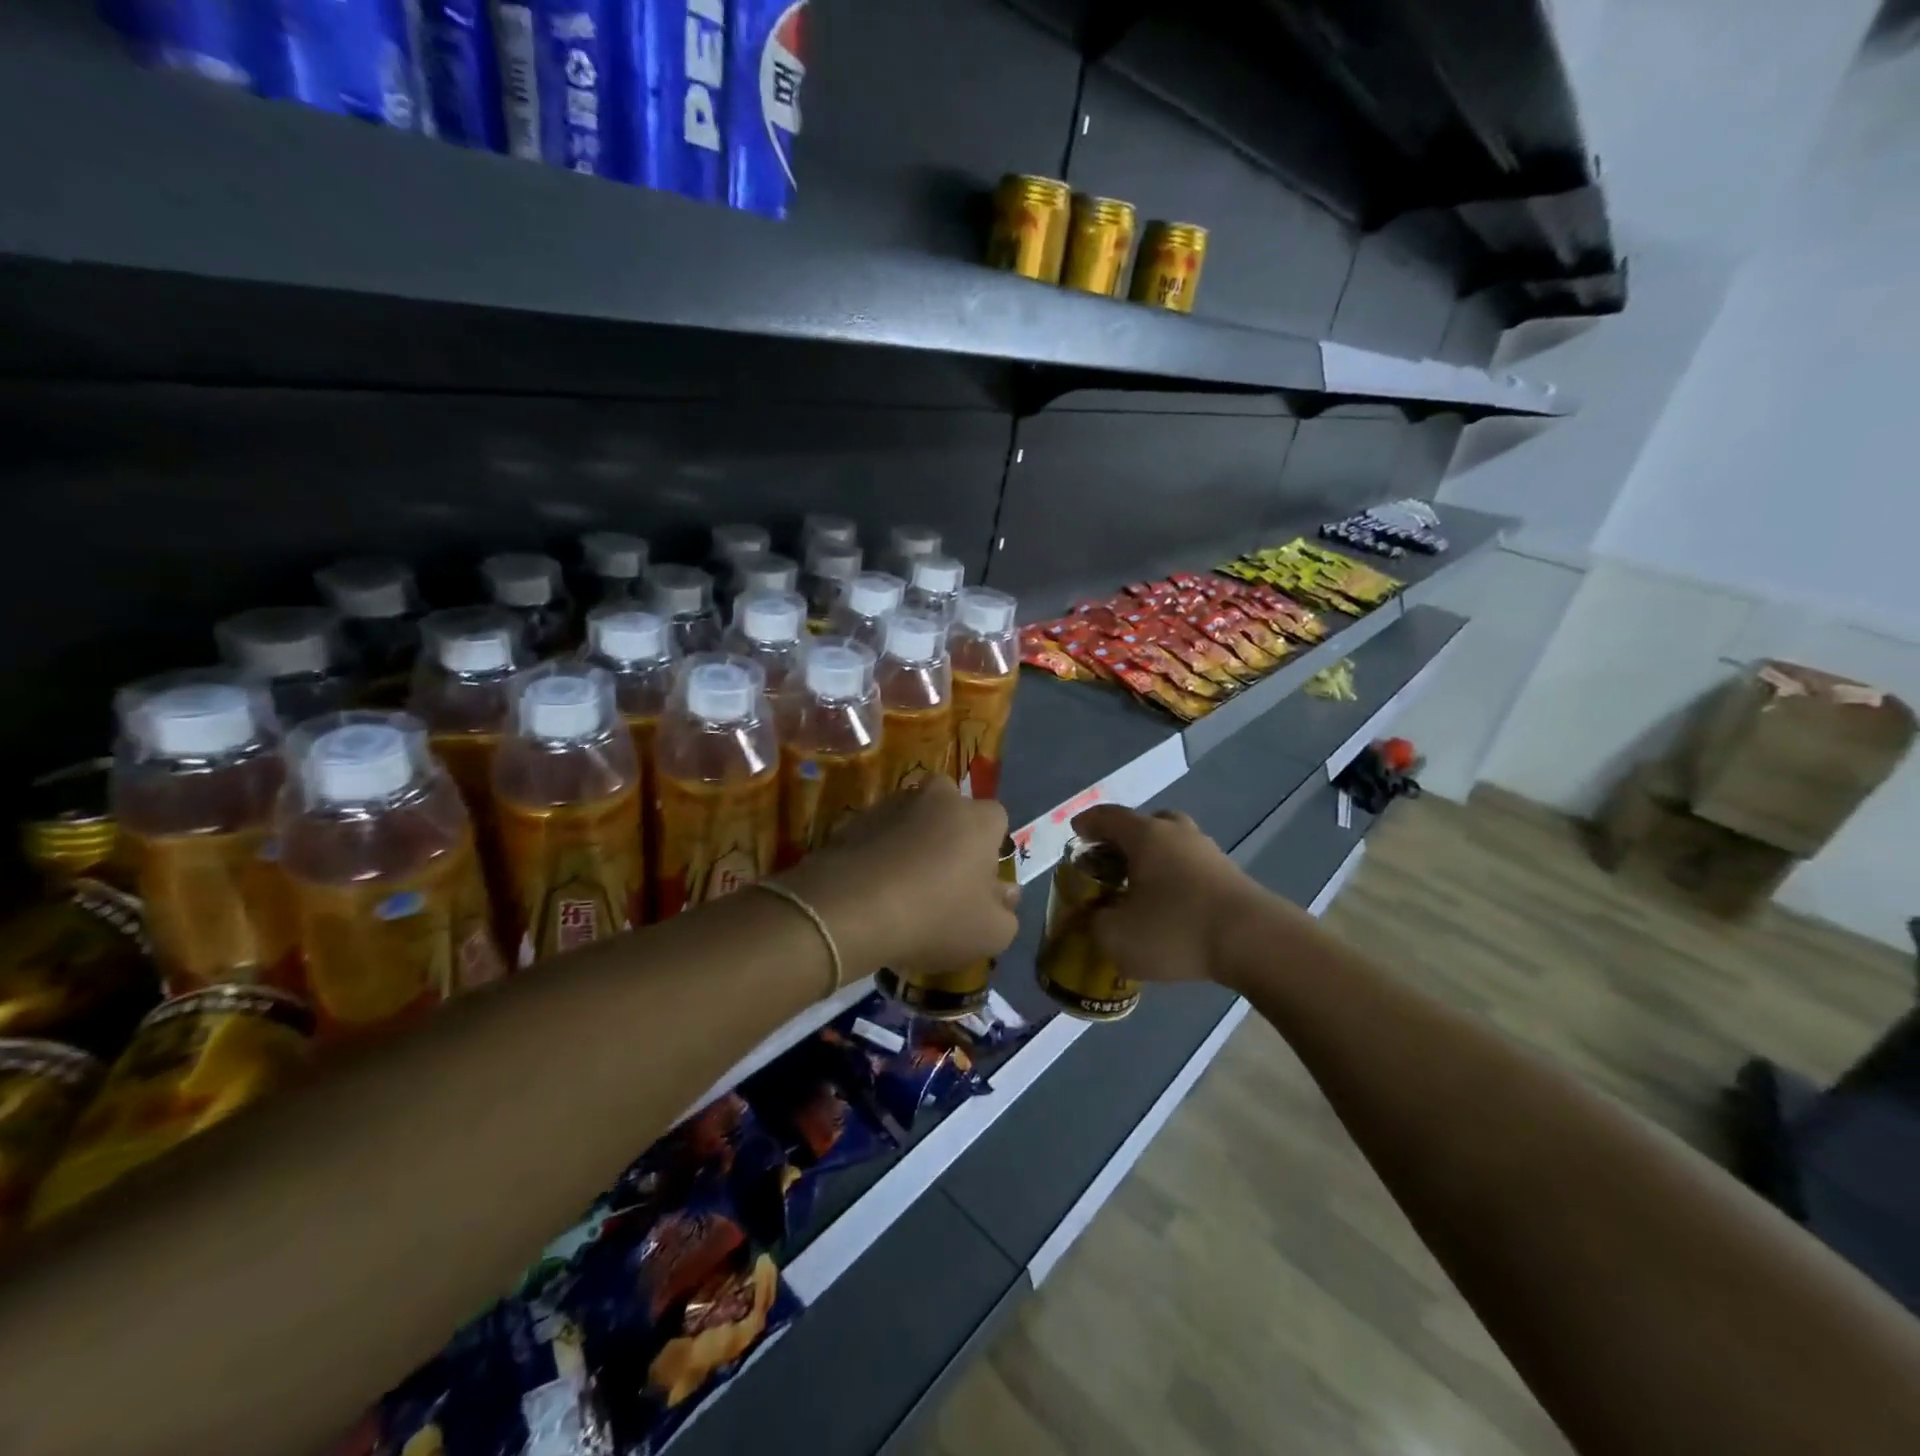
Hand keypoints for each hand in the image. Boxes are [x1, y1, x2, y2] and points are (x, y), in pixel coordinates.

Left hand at [779, 776, 1018, 976]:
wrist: (854, 909)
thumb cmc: (937, 917)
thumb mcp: (991, 933)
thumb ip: (1007, 911)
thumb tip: (1007, 893)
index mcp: (977, 819)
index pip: (997, 818)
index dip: (990, 847)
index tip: (979, 879)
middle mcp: (938, 798)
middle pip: (951, 807)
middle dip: (949, 832)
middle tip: (942, 875)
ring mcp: (892, 805)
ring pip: (912, 817)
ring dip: (912, 840)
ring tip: (902, 885)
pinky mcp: (855, 820)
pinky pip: (878, 833)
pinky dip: (879, 852)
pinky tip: (874, 887)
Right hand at [1069, 805, 1289, 984]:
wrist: (1255, 942)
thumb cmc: (1176, 930)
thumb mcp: (1117, 937)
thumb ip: (1096, 924)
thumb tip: (1097, 917)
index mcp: (1145, 836)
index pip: (1108, 817)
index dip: (1088, 823)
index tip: (1076, 832)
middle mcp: (1177, 834)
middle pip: (1146, 823)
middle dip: (1124, 838)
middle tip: (1110, 860)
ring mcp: (1208, 852)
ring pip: (1173, 844)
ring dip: (1154, 858)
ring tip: (1141, 887)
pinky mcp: (1230, 876)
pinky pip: (1192, 867)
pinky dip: (1176, 877)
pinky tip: (1171, 906)